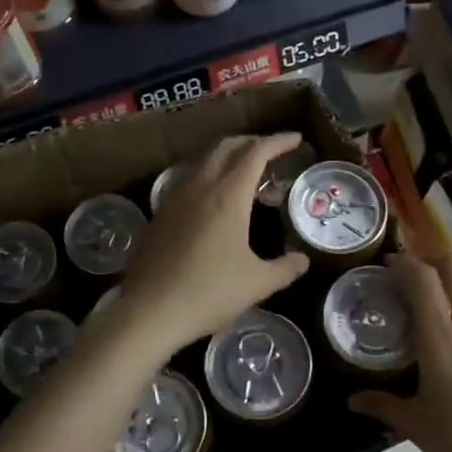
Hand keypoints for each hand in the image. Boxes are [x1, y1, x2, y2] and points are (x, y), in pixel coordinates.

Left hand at [117, 133, 310, 352]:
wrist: (149, 311)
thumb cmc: (209, 293)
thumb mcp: (257, 284)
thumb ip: (284, 268)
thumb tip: (302, 261)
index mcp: (228, 196)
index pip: (256, 153)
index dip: (278, 142)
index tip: (296, 139)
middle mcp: (199, 187)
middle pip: (226, 147)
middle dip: (251, 142)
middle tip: (272, 151)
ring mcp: (175, 199)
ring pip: (204, 161)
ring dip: (228, 158)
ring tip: (246, 174)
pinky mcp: (160, 215)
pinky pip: (189, 180)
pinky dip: (209, 176)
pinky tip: (215, 200)